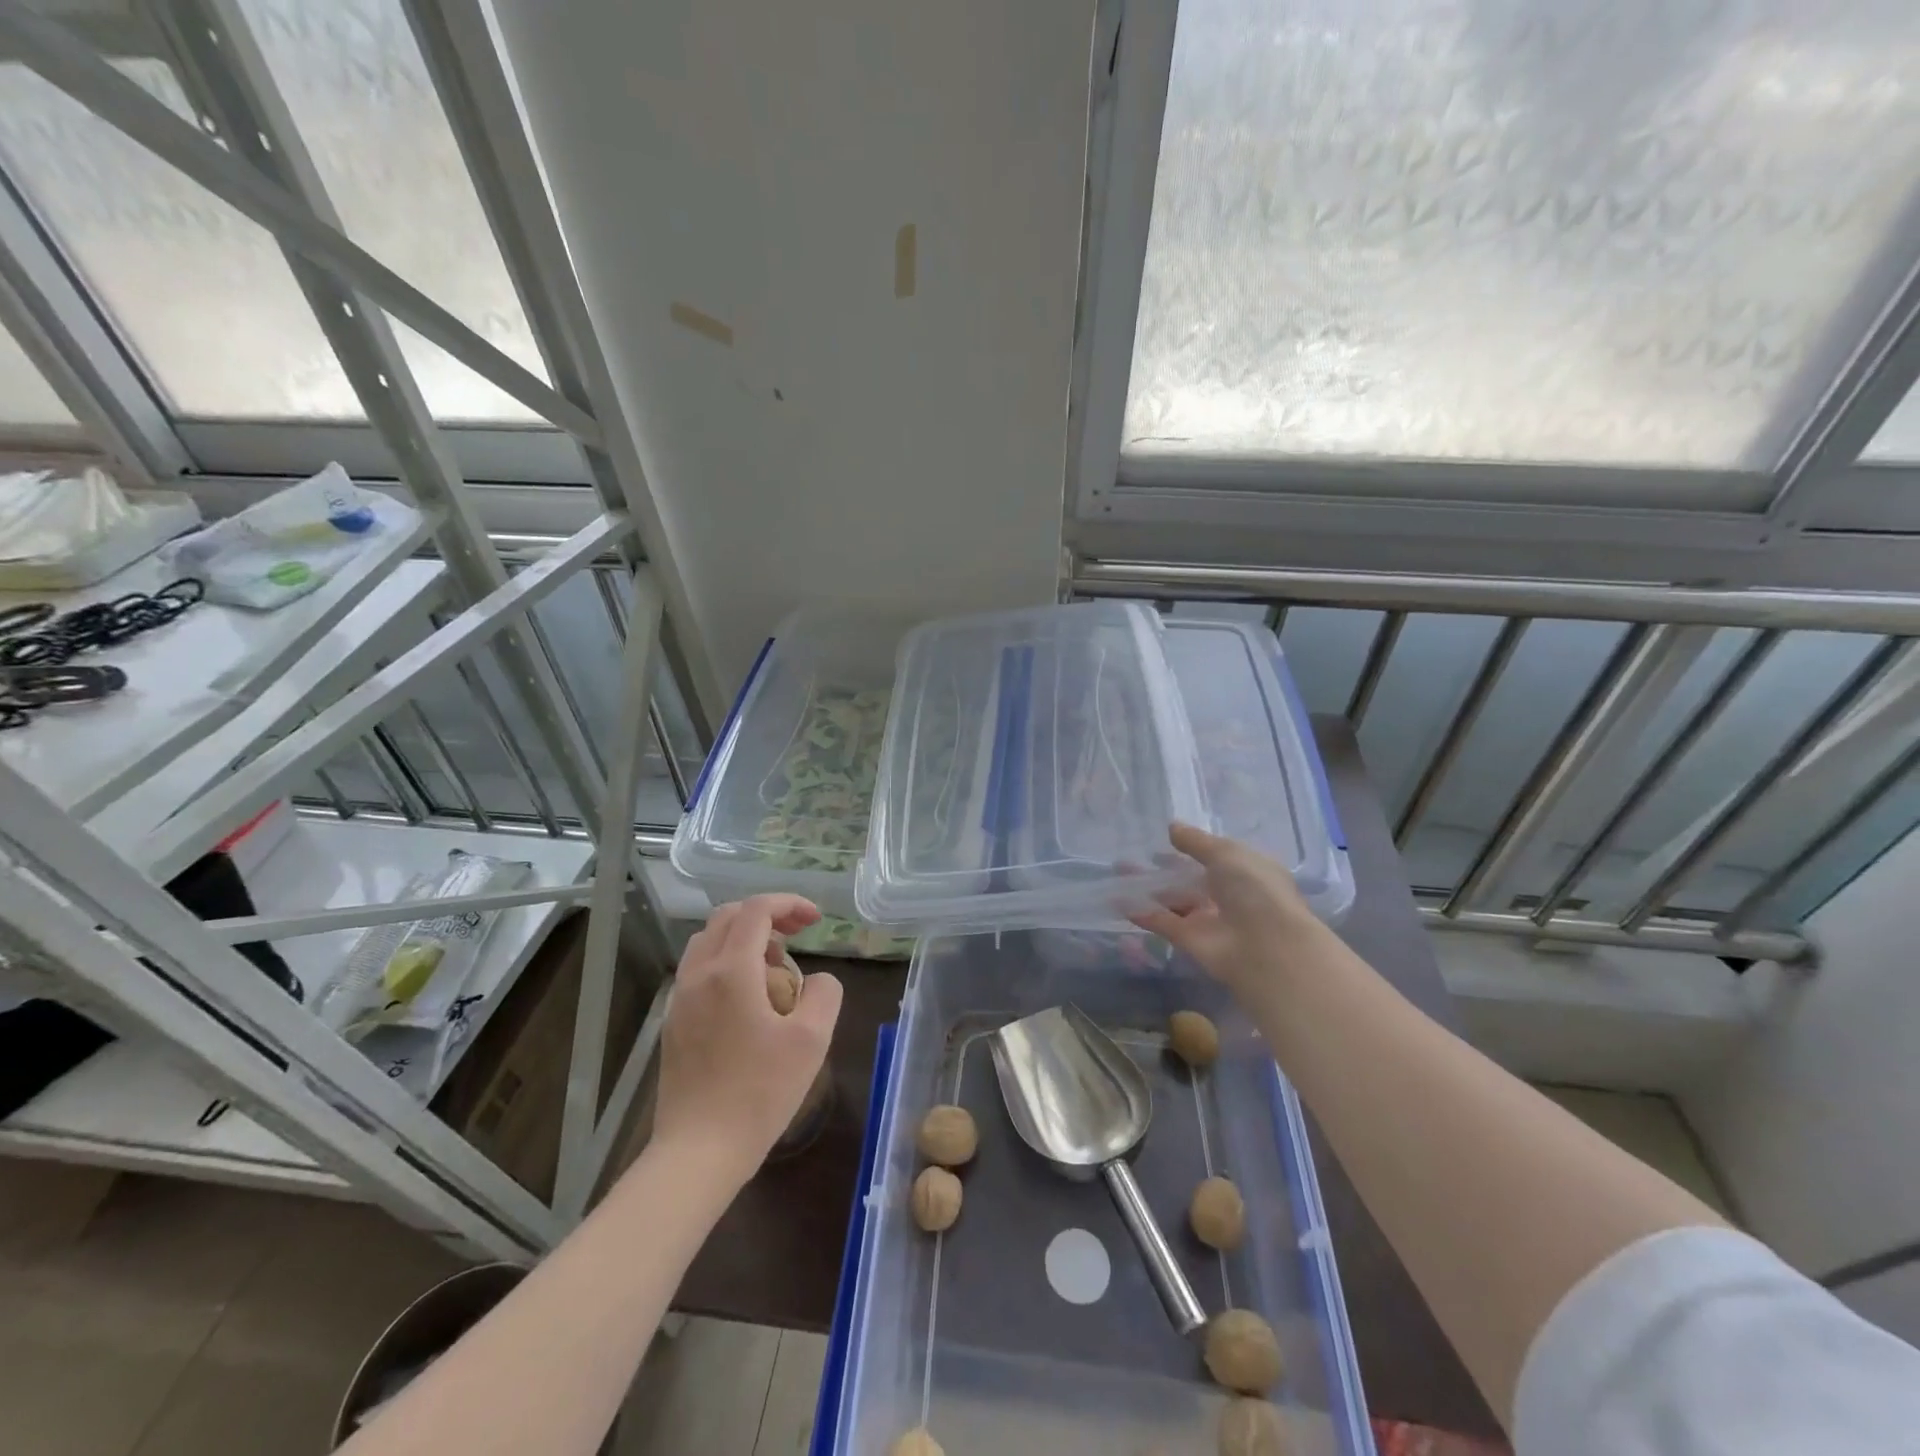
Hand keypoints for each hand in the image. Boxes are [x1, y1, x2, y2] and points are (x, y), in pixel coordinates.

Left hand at [654, 894, 844, 1173]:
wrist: (698, 1152)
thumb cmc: (759, 1093)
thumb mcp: (812, 1040)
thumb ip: (823, 993)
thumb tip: (816, 980)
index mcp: (731, 971)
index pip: (757, 910)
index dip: (789, 904)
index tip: (816, 919)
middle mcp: (699, 975)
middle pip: (728, 917)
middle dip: (766, 915)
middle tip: (797, 935)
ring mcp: (680, 999)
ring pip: (708, 942)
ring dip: (743, 938)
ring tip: (775, 965)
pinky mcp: (674, 1024)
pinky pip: (699, 971)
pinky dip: (727, 963)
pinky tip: (749, 998)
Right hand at [1130, 823, 1327, 988]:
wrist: (1265, 947)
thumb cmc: (1254, 890)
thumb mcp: (1226, 853)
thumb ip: (1196, 841)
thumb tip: (1172, 827)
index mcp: (1245, 872)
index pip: (1215, 857)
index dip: (1191, 848)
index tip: (1164, 840)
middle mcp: (1227, 895)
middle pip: (1190, 879)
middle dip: (1164, 868)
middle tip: (1134, 855)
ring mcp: (1207, 919)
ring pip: (1173, 899)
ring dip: (1148, 887)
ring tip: (1118, 872)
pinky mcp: (1189, 940)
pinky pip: (1161, 921)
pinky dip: (1142, 912)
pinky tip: (1117, 899)